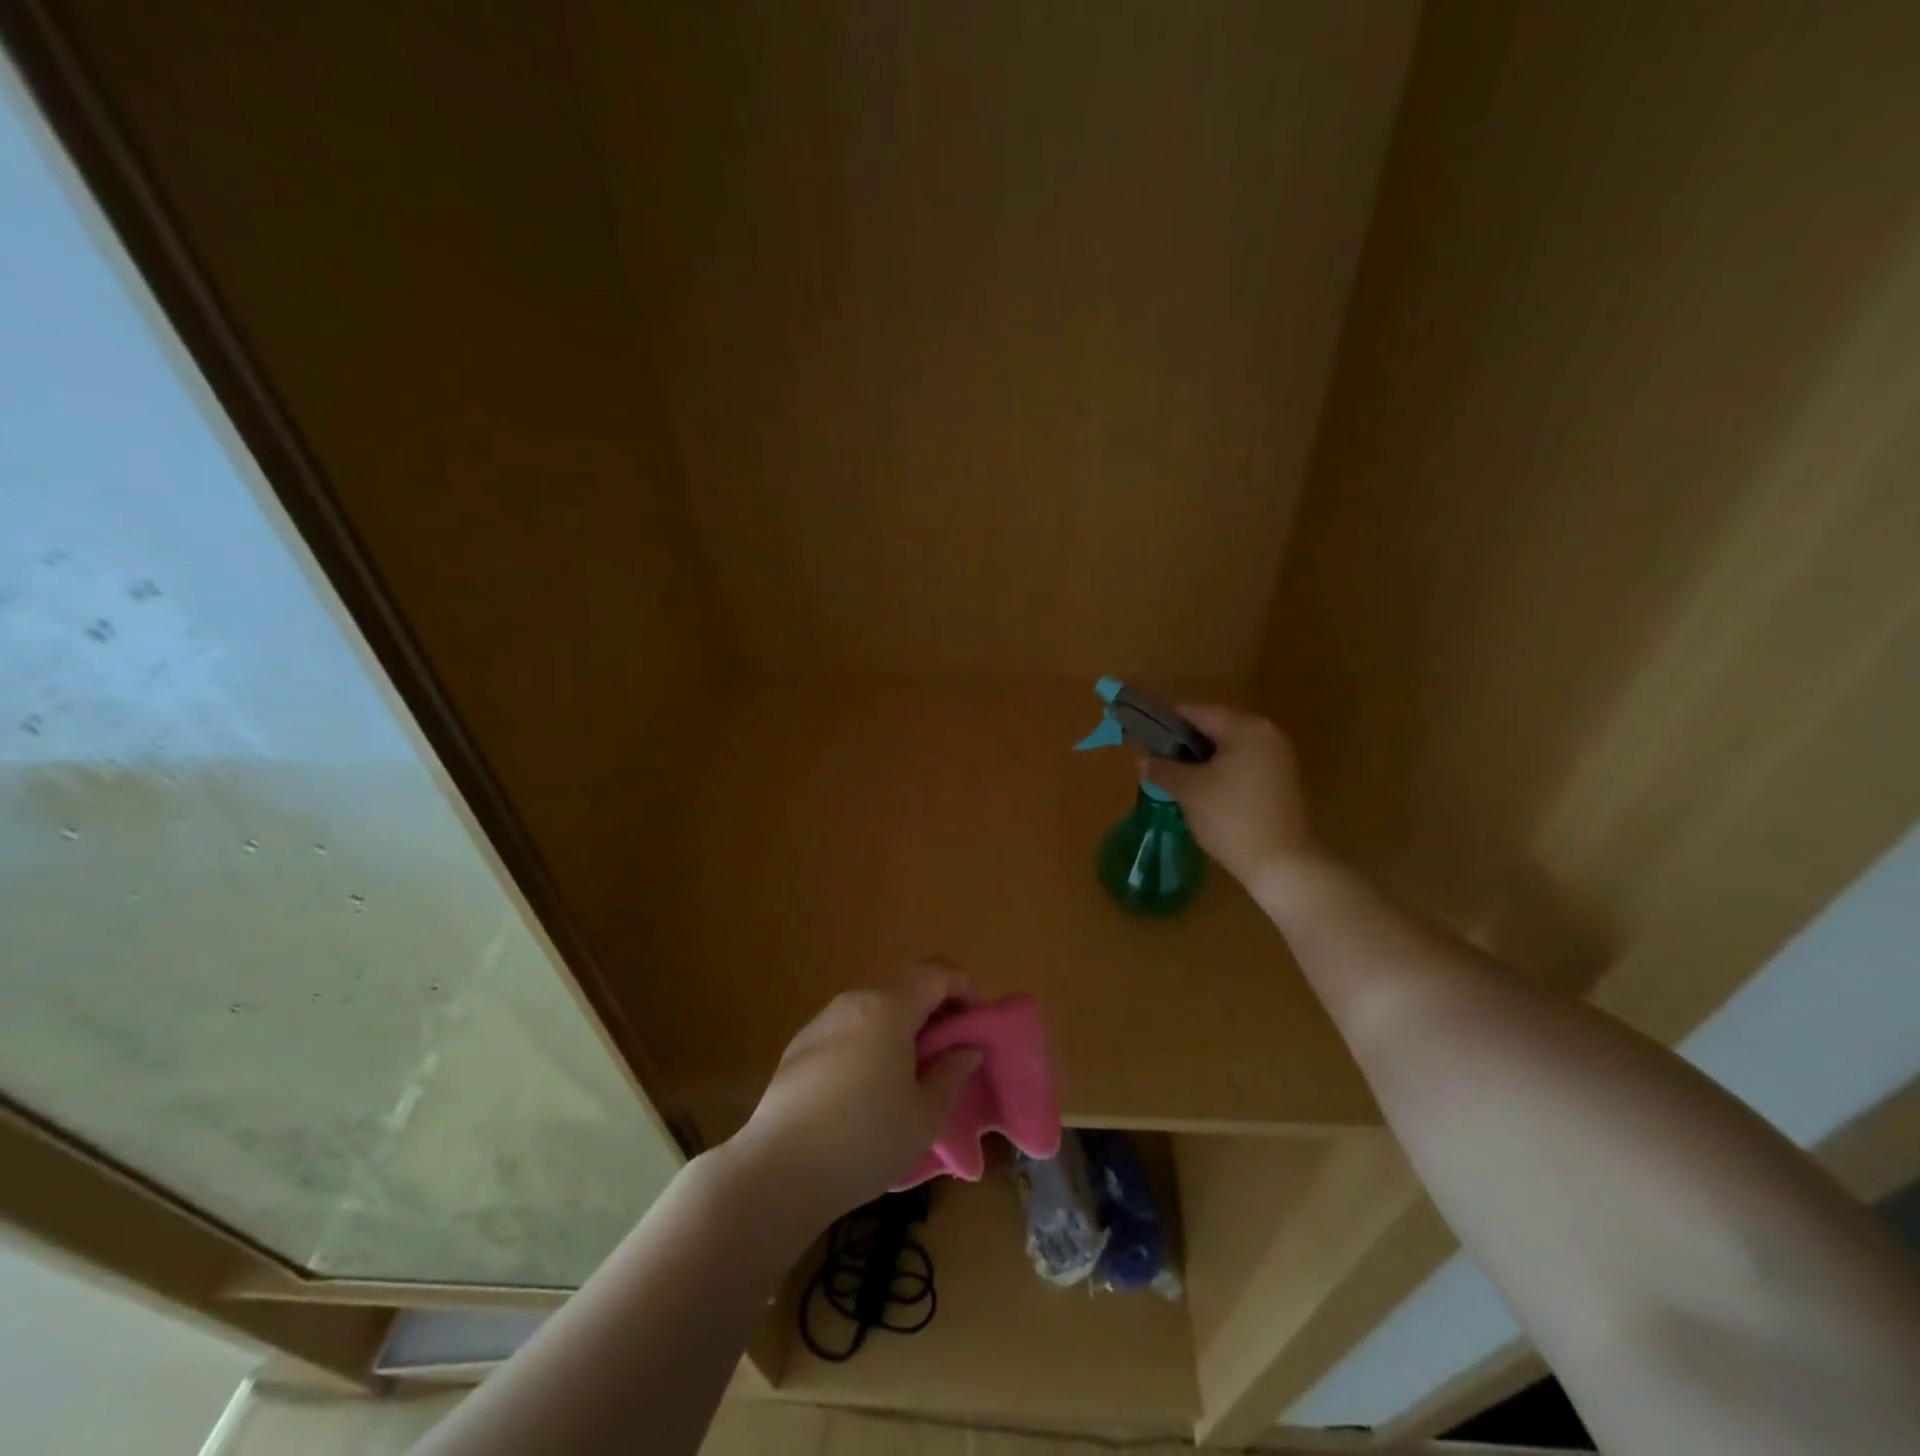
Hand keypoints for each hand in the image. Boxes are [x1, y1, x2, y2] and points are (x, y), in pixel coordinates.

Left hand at [731, 962, 982, 1226]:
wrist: (777, 1171)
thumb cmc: (864, 1140)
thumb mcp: (924, 1115)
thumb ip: (951, 1073)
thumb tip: (966, 1049)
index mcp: (888, 1008)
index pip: (936, 973)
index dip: (964, 989)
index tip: (976, 1025)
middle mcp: (854, 1002)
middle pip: (904, 989)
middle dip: (933, 1013)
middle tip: (948, 1056)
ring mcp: (822, 1022)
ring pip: (874, 1011)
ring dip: (900, 1030)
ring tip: (909, 1078)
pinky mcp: (799, 1047)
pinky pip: (848, 1031)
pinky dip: (869, 1045)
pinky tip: (866, 1092)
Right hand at [1143, 705, 1322, 886]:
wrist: (1282, 863)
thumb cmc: (1231, 817)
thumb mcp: (1188, 791)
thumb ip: (1162, 769)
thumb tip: (1142, 759)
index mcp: (1246, 728)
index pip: (1196, 713)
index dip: (1166, 724)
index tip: (1142, 740)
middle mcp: (1266, 735)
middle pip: (1214, 729)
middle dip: (1183, 745)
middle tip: (1156, 763)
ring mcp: (1277, 759)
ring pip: (1227, 750)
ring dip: (1200, 761)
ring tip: (1174, 780)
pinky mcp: (1280, 782)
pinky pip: (1241, 766)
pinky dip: (1219, 773)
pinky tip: (1201, 794)